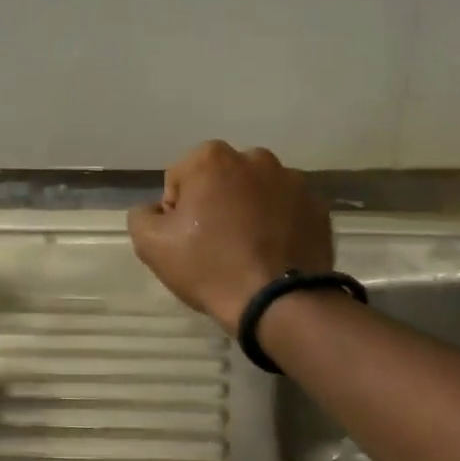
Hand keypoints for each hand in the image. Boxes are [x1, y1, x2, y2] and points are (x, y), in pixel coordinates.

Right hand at [128, 141, 332, 334]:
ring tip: (248, 252)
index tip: (186, 241)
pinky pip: (287, 211)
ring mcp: (293, 181)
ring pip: (257, 193)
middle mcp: (256, 158)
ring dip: (249, 212)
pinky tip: (273, 254)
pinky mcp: (317, 207)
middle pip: (221, 181)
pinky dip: (278, 225)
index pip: (180, 180)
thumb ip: (142, 216)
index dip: (177, 212)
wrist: (279, 303)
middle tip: (216, 246)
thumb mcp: (152, 246)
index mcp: (213, 159)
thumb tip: (156, 210)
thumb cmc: (211, 268)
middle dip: (216, 205)